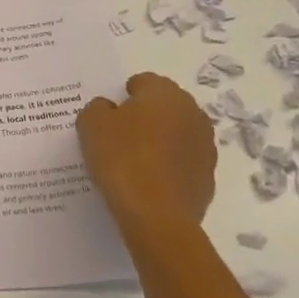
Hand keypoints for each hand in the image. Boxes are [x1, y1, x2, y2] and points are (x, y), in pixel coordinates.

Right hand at [76, 73, 215, 234]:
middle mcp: (192, 112)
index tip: (109, 115)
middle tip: (119, 135)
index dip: (124, 95)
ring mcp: (205, 146)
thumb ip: (97, 108)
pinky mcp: (207, 176)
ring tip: (133, 160)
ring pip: (176, 133)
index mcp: (165, 93)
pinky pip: (182, 161)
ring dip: (159, 140)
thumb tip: (108, 109)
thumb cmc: (122, 159)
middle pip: (164, 106)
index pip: (144, 81)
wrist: (156, 216)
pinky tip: (148, 181)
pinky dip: (168, 165)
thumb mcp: (91, 124)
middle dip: (145, 115)